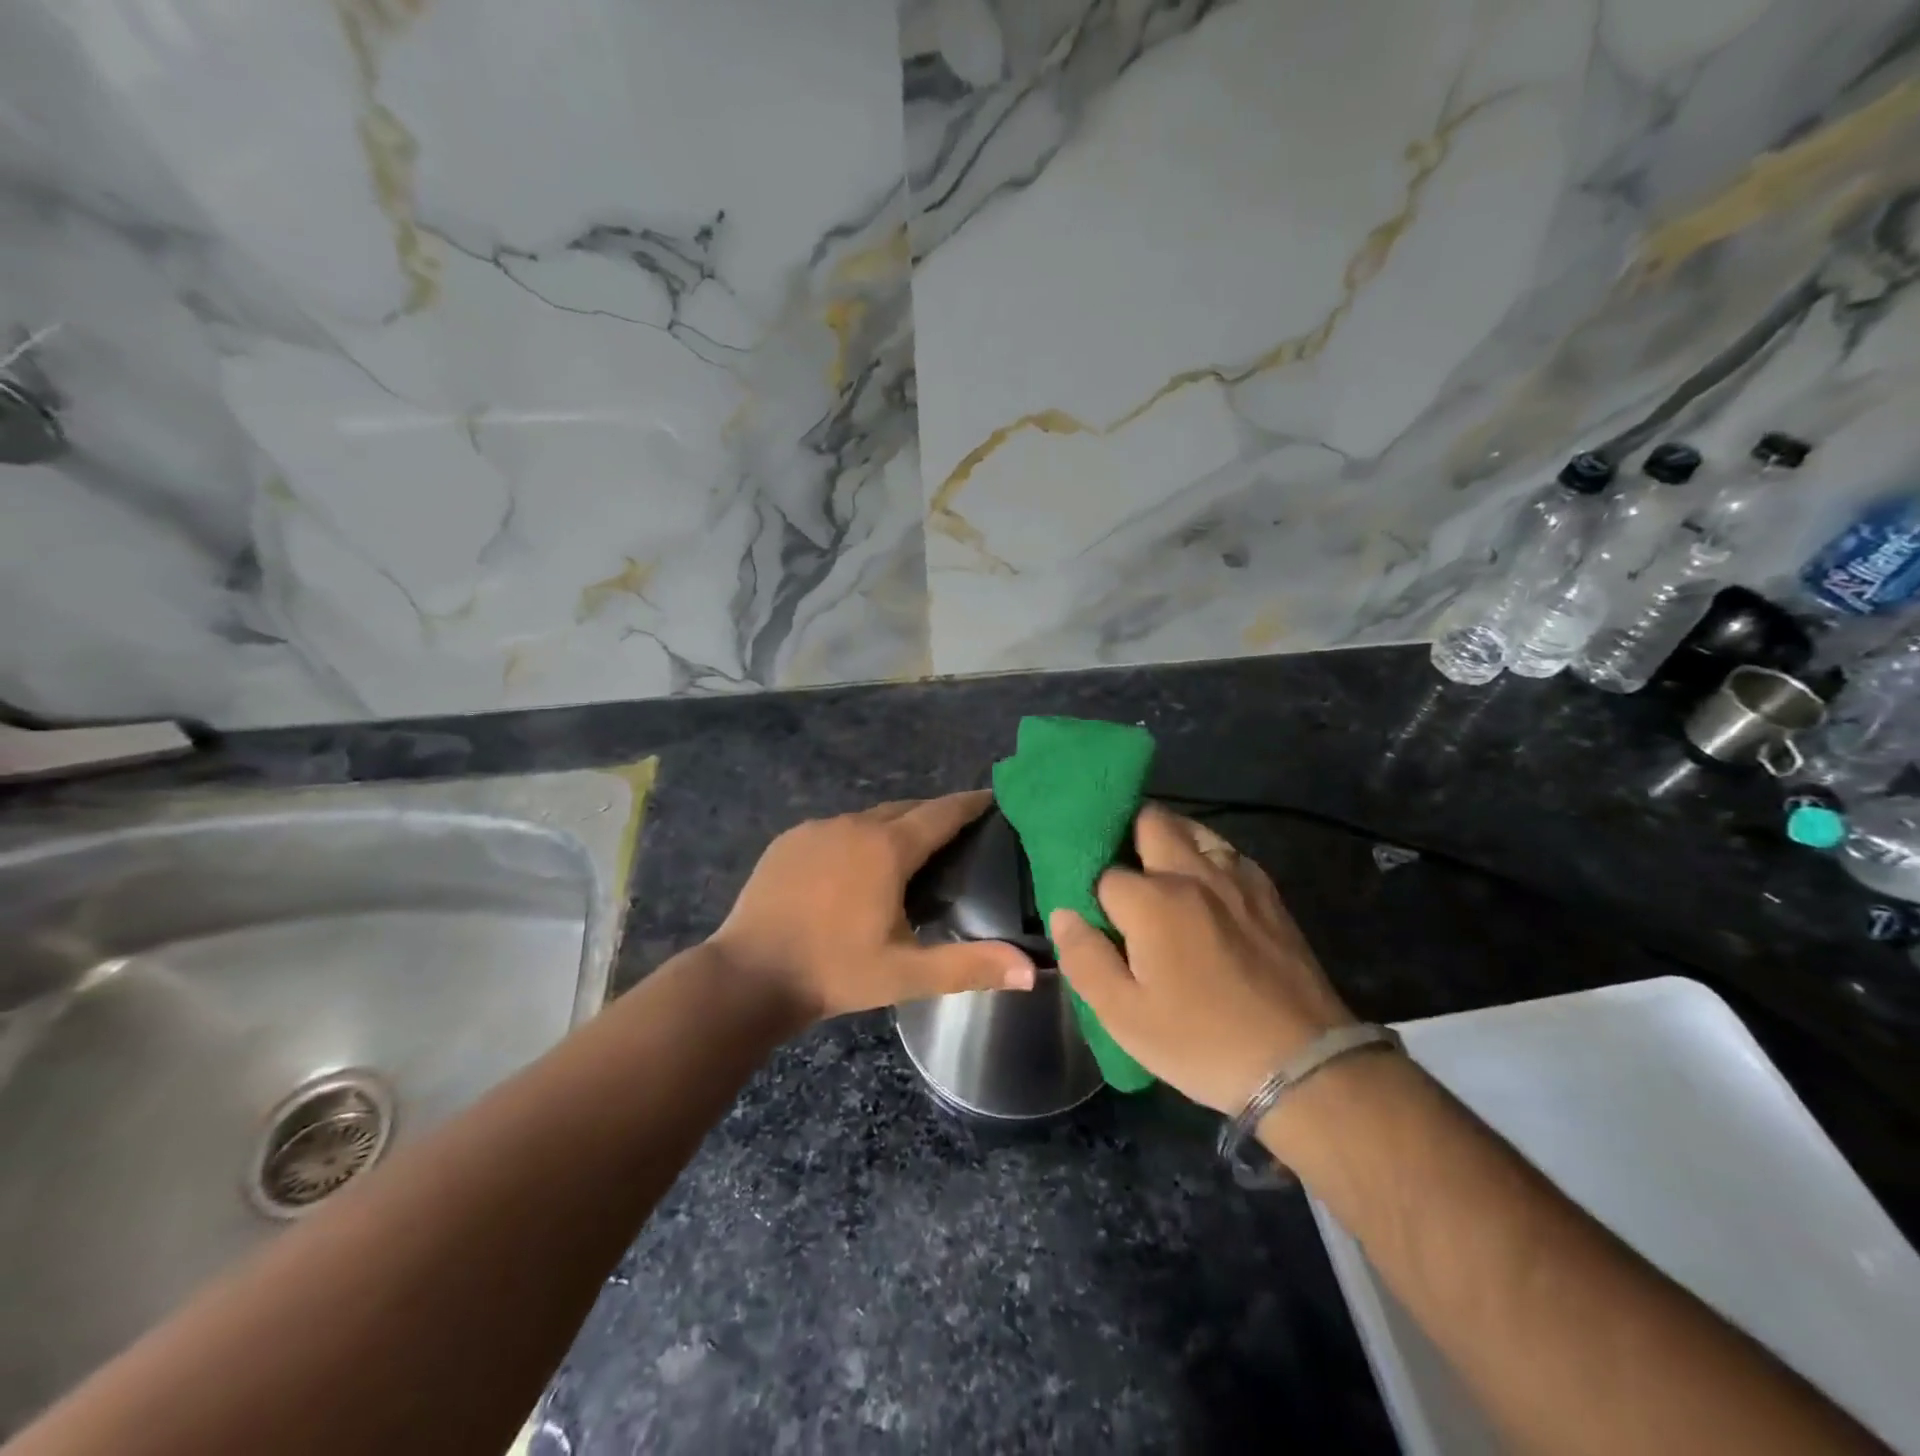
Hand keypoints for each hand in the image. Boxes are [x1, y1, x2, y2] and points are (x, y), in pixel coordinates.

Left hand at [708, 791, 1036, 1021]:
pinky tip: (856, 865)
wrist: (748, 976)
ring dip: (894, 826)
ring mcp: (817, 828)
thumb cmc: (834, 971)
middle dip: (935, 814)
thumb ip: (971, 966)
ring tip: (911, 850)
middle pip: (906, 808)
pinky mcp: (789, 840)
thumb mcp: (907, 973)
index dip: (970, 804)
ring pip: (869, 817)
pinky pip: (836, 828)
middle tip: (959, 832)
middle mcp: (854, 825)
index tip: (994, 799)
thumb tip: (1033, 971)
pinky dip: (857, 837)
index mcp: (888, 848)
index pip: (942, 813)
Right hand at [1050, 804, 1353, 1113]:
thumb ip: (1084, 958)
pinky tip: (1205, 891)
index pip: (1104, 873)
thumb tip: (1063, 913)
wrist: (1304, 1065)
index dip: (1092, 894)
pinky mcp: (1268, 893)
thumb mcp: (1125, 1017)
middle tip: (1122, 878)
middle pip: (1151, 820)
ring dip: (1168, 840)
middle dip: (1127, 836)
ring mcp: (1237, 879)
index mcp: (1153, 901)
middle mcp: (1193, 873)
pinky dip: (1206, 858)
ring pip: (1193, 828)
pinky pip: (1227, 852)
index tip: (1094, 919)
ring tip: (1160, 877)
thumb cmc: (1202, 1042)